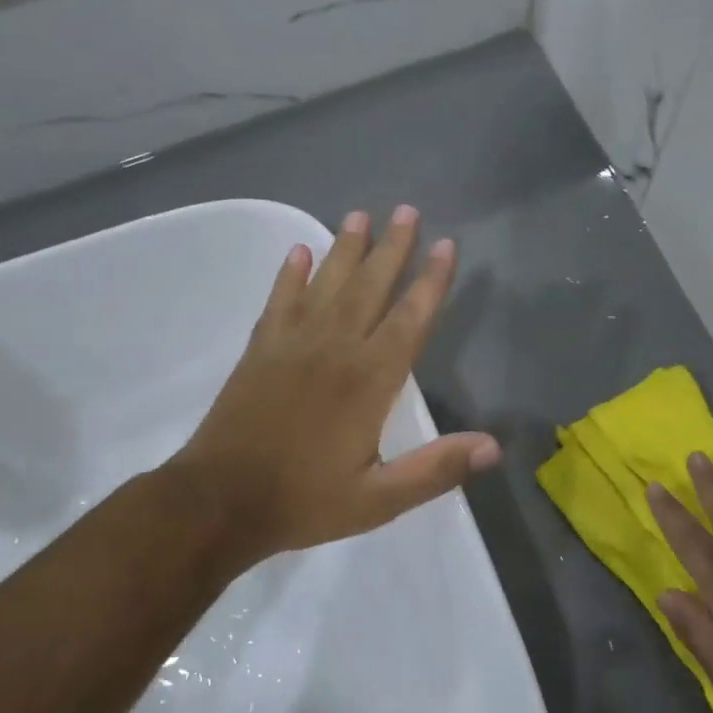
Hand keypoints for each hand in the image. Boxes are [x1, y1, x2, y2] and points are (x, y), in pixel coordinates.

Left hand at [165, 206, 500, 563]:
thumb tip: (493, 446)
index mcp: (369, 382)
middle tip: (407, 210)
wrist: (219, 502)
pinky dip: (291, 274)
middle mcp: (335, 350)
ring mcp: (293, 345)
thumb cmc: (305, 500)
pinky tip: (301, 251)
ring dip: (346, 249)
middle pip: (370, 288)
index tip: (446, 246)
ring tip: (360, 215)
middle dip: (392, 248)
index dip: (431, 282)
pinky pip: (280, 300)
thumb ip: (436, 469)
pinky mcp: (261, 350)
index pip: (409, 320)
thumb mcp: (379, 499)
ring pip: (327, 285)